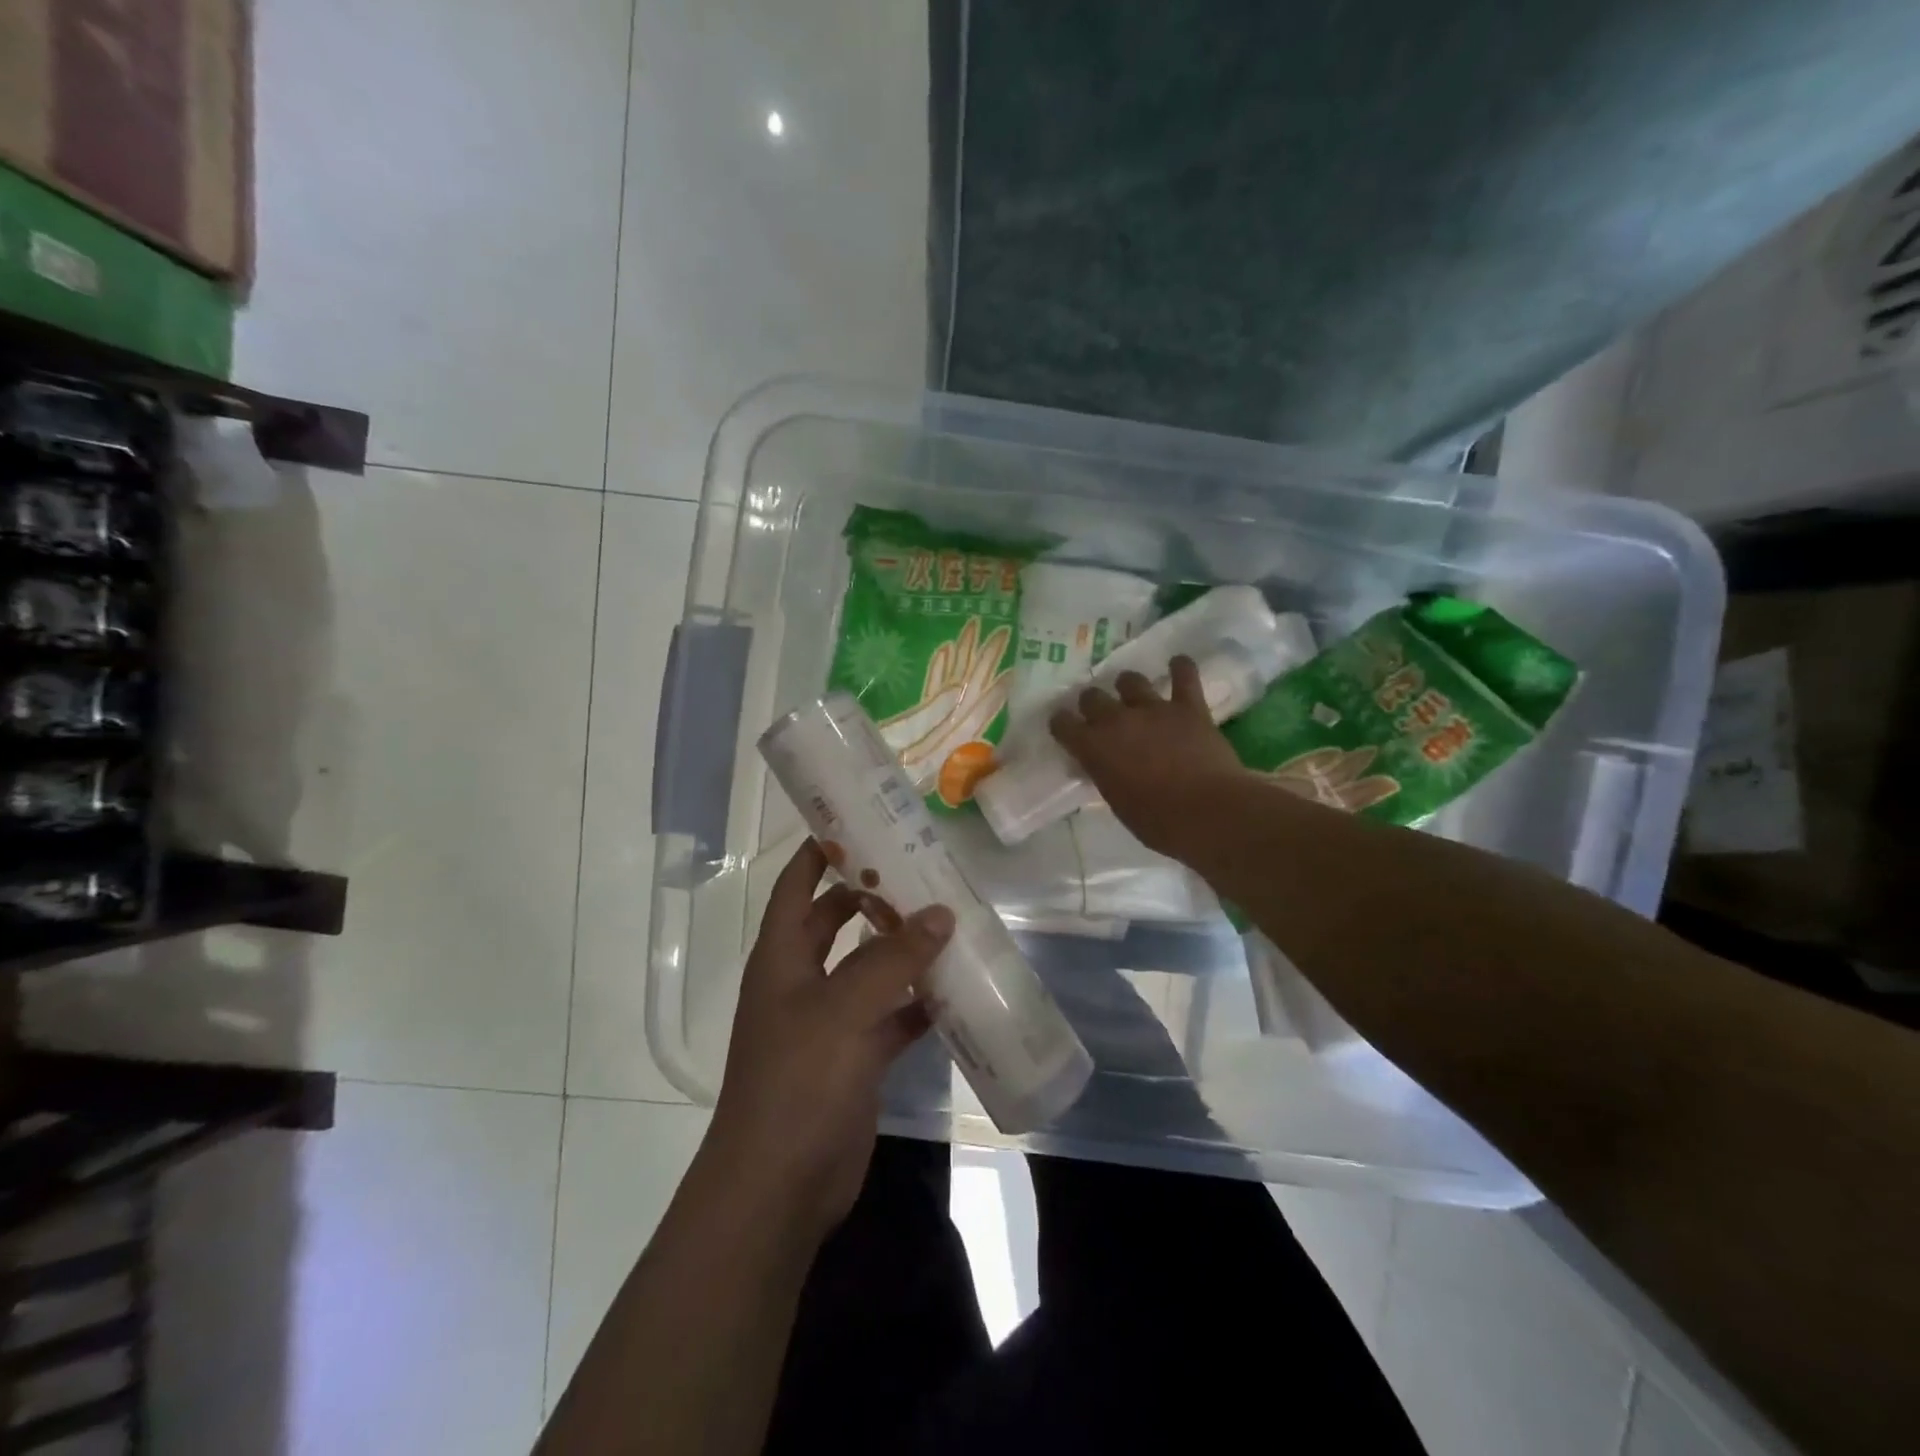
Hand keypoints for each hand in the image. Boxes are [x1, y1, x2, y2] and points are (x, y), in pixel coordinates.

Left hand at [705, 839, 953, 1244]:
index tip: (861, 823)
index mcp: (781, 957)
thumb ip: (893, 959)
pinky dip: (918, 1002)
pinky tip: (956, 989)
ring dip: (902, 948)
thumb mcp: (843, 1009)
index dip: (821, 852)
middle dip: (872, 896)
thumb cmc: (798, 1081)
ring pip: (869, 968)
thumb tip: (941, 913)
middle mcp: (801, 981)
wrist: (779, 1186)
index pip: (796, 886)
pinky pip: (891, 1016)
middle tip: (920, 869)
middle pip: (835, 921)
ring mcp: (830, 1021)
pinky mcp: (856, 1058)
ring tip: (949, 919)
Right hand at [1049, 655, 1250, 858]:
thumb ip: (1107, 775)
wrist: (1208, 812)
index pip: (1062, 724)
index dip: (1062, 724)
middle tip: (1101, 715)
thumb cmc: (1158, 822)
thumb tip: (1106, 766)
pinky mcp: (1188, 707)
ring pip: (1130, 680)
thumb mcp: (1118, 803)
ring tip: (1134, 695)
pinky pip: (1184, 675)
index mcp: (1093, 748)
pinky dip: (1180, 668)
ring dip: (1129, 686)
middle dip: (1092, 704)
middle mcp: (1117, 720)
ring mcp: (1153, 708)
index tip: (1065, 728)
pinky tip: (1178, 664)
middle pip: (1092, 696)